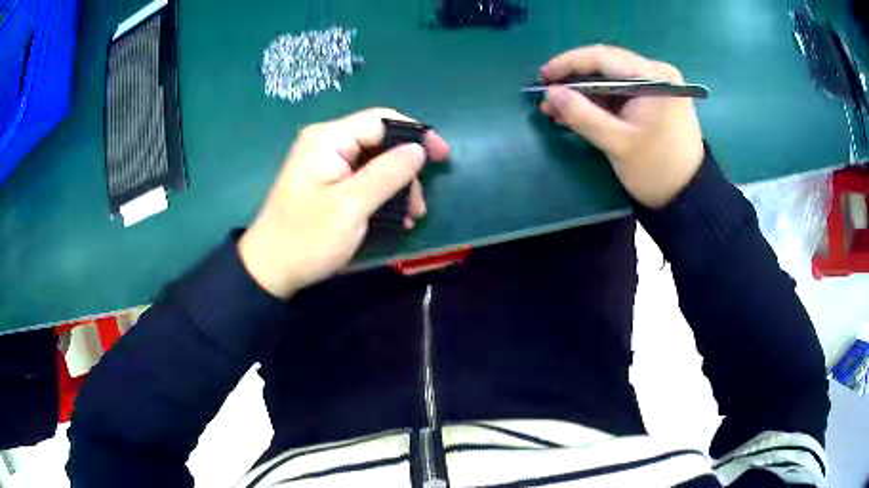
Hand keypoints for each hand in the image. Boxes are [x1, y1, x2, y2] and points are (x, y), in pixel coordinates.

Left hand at [238, 108, 449, 297]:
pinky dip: (382, 196)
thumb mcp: (351, 206)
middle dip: (405, 170)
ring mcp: (326, 164)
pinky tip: (394, 219)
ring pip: (375, 163)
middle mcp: (327, 143)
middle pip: (380, 142)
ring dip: (397, 188)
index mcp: (328, 139)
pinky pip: (363, 180)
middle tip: (419, 205)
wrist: (270, 271)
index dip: (415, 133)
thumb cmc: (307, 238)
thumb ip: (388, 173)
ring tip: (410, 218)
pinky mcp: (327, 183)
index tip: (443, 155)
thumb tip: (419, 148)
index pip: (381, 120)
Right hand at [540, 45, 704, 207]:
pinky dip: (598, 103)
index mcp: (654, 77)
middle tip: (547, 95)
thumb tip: (550, 93)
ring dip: (583, 94)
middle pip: (607, 67)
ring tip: (556, 108)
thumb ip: (582, 115)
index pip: (604, 57)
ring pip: (611, 81)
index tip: (543, 76)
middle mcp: (657, 74)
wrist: (688, 198)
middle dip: (575, 81)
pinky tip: (577, 113)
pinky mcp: (655, 101)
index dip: (569, 63)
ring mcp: (657, 87)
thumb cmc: (657, 170)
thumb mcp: (617, 143)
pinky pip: (620, 94)